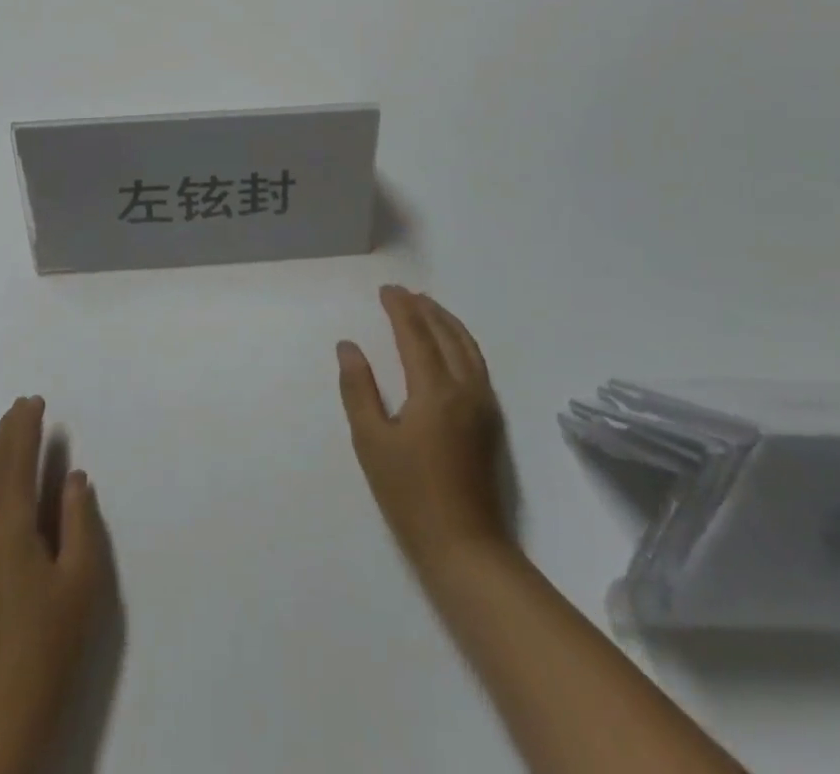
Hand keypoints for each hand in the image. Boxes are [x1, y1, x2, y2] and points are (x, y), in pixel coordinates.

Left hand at [0, 397, 103, 767]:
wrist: (4, 702)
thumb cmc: (52, 637)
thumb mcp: (83, 577)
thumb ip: (79, 518)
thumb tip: (72, 476)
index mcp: (10, 525)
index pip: (15, 460)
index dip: (24, 428)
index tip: (35, 402)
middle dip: (4, 431)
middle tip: (23, 406)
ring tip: (5, 431)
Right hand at [337, 285, 511, 579]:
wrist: (466, 548)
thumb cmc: (410, 495)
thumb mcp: (371, 441)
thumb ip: (358, 388)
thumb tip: (348, 346)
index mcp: (434, 390)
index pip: (416, 334)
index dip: (400, 308)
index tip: (386, 290)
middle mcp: (465, 388)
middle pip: (446, 334)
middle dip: (424, 309)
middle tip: (403, 294)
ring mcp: (483, 405)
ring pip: (468, 347)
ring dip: (446, 322)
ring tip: (427, 308)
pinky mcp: (491, 422)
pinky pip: (477, 364)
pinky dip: (461, 342)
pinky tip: (450, 346)